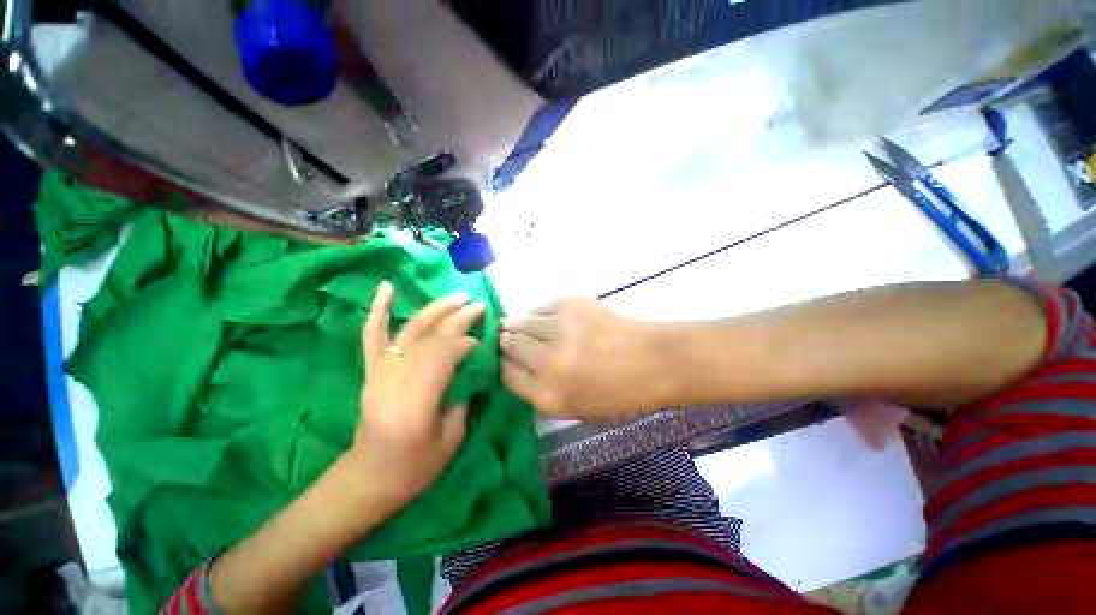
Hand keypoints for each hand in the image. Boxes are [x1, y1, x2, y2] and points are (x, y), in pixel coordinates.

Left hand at [348, 282, 484, 510]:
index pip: (443, 355)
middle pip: (429, 338)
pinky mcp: (371, 370)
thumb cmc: (414, 467)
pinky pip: (373, 335)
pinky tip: (386, 288)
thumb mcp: (451, 439)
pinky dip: (379, 310)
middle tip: (478, 306)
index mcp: (415, 401)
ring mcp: (379, 372)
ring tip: (457, 297)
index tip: (483, 338)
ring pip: (409, 330)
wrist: (368, 478)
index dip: (465, 341)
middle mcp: (393, 380)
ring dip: (435, 309)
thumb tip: (470, 367)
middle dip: (457, 318)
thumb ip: (461, 397)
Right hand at [500, 298, 664, 418]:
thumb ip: (535, 389)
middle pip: (508, 343)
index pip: (505, 373)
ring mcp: (560, 328)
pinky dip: (539, 314)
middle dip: (507, 342)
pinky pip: (540, 307)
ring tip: (533, 330)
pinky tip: (551, 321)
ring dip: (521, 325)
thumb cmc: (614, 393)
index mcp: (548, 395)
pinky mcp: (571, 303)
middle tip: (513, 340)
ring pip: (521, 320)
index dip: (501, 363)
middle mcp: (548, 361)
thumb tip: (511, 362)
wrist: (652, 361)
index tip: (503, 358)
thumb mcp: (571, 407)